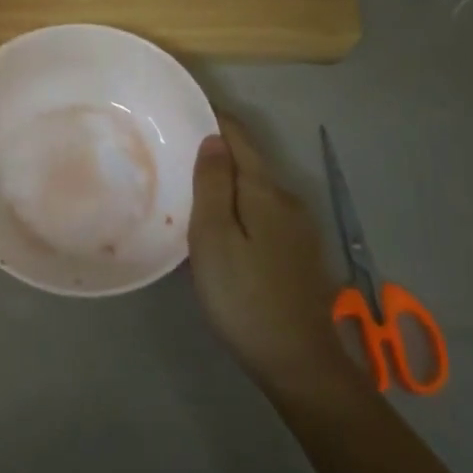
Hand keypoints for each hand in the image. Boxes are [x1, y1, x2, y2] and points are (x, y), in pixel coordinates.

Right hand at [189, 116, 356, 399]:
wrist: (299, 362)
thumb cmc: (244, 296)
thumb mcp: (214, 237)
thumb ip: (213, 183)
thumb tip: (214, 138)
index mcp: (265, 189)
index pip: (238, 136)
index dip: (212, 117)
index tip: (180, 110)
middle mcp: (287, 198)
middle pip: (248, 160)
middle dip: (215, 149)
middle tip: (173, 150)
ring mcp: (297, 227)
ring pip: (254, 188)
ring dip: (225, 180)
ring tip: (188, 184)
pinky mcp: (297, 252)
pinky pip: (261, 211)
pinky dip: (237, 204)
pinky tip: (218, 223)